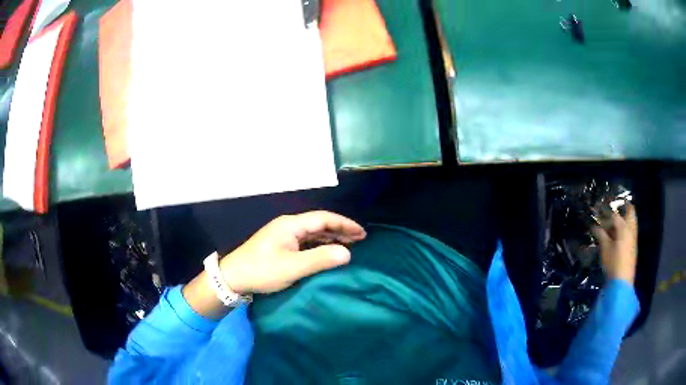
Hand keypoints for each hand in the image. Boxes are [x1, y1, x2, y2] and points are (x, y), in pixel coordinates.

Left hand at [220, 211, 365, 293]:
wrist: (233, 278)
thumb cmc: (262, 270)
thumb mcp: (293, 267)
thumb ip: (320, 259)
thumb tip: (348, 253)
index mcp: (291, 225)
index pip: (324, 219)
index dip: (344, 224)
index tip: (362, 233)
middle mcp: (288, 226)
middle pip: (319, 223)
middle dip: (340, 230)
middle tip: (361, 239)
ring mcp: (283, 236)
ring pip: (313, 233)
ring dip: (331, 238)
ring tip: (349, 245)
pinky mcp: (280, 246)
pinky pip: (306, 242)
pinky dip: (320, 245)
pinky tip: (327, 252)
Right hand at [592, 204, 637, 284]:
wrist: (622, 282)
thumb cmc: (613, 263)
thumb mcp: (605, 249)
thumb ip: (601, 235)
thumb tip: (594, 226)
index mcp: (624, 227)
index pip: (615, 214)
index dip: (607, 211)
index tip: (600, 209)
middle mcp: (631, 229)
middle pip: (630, 212)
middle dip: (624, 207)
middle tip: (616, 206)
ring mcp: (633, 238)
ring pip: (632, 221)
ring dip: (626, 217)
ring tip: (617, 219)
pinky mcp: (633, 246)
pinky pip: (631, 230)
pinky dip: (627, 227)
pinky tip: (619, 233)